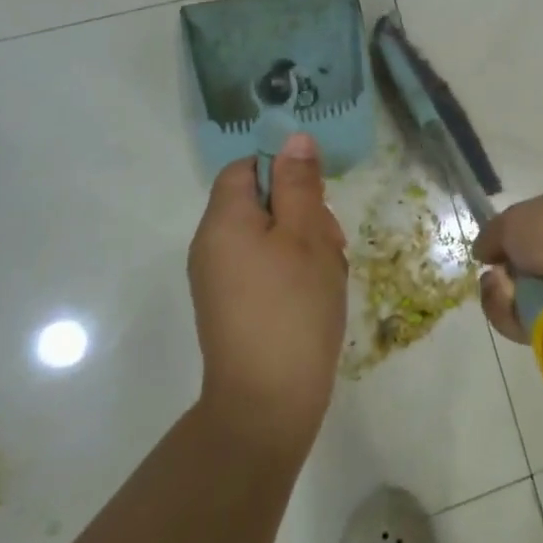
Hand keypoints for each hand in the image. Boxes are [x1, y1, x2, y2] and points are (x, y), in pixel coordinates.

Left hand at [188, 133, 347, 452]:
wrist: (267, 404)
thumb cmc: (292, 308)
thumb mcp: (307, 236)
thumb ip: (299, 184)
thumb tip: (294, 138)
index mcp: (223, 221)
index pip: (246, 168)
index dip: (284, 172)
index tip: (317, 198)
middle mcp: (211, 245)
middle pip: (258, 202)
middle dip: (301, 212)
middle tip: (331, 243)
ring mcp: (218, 280)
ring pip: (267, 237)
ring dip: (303, 244)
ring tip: (328, 274)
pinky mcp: (231, 307)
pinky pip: (263, 268)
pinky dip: (292, 271)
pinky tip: (316, 295)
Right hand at [474, 191, 542, 365]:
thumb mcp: (515, 221)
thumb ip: (494, 234)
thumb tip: (485, 251)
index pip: (520, 237)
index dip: (500, 252)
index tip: (488, 263)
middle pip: (519, 280)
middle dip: (502, 291)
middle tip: (503, 290)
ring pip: (530, 311)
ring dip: (516, 313)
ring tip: (530, 310)